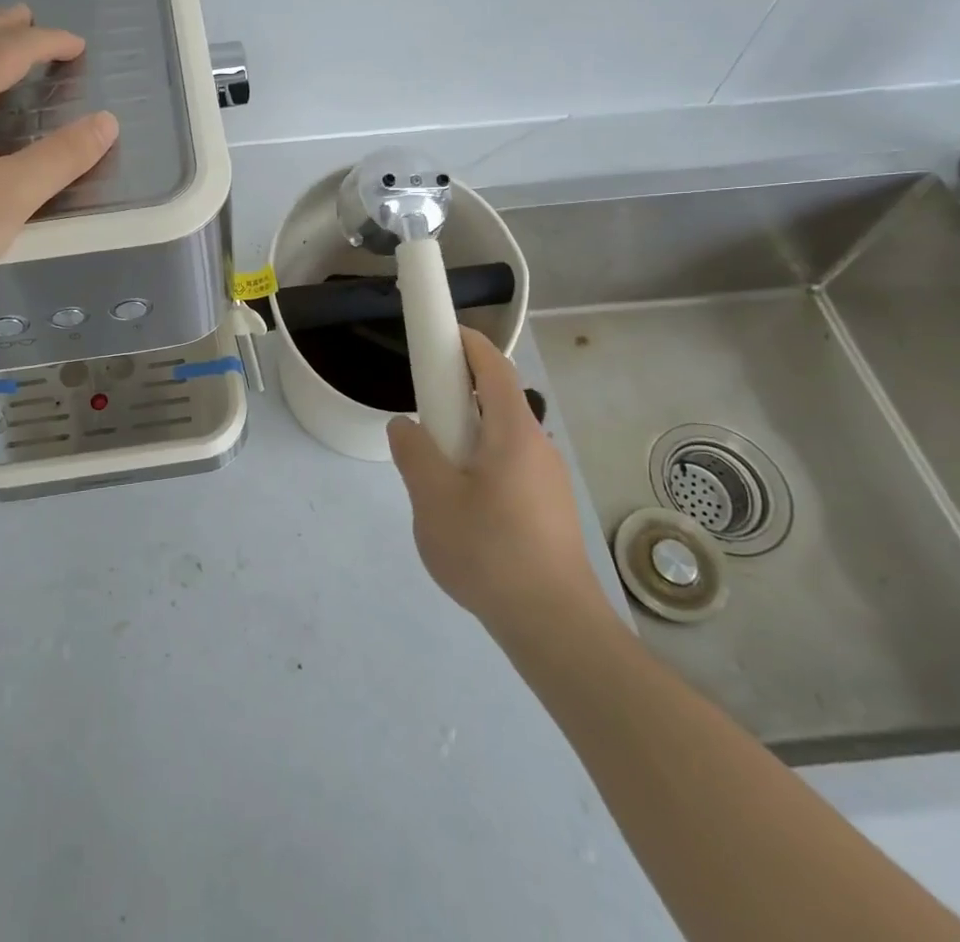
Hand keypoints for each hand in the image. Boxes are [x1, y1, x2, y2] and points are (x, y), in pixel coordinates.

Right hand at [387, 327, 604, 633]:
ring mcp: (548, 479)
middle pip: (498, 400)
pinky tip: (463, 505)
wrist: (554, 625)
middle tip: (424, 410)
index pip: (493, 367)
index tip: (440, 334)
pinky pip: (510, 467)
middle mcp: (537, 446)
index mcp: (513, 432)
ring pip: (502, 437)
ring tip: (436, 468)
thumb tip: (405, 426)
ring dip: (469, 434)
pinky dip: (482, 463)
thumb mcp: (433, 499)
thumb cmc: (490, 551)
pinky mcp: (550, 509)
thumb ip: (414, 453)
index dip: (467, 343)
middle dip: (460, 393)